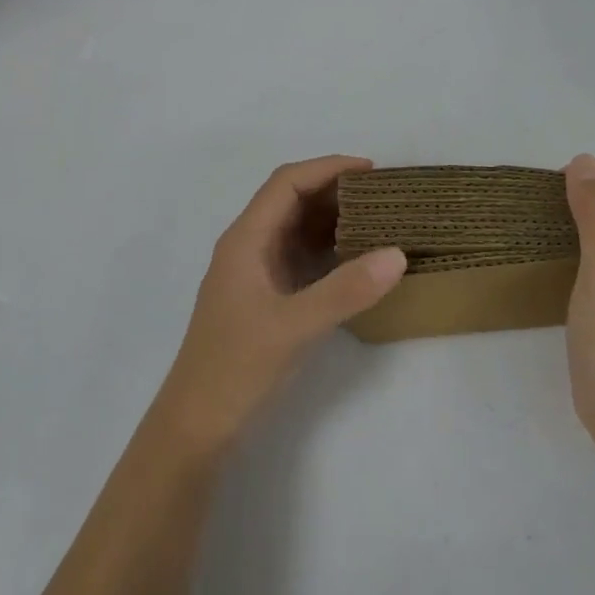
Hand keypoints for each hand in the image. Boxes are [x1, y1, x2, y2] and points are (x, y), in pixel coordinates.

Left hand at [157, 156, 406, 448]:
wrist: (197, 426)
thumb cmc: (236, 368)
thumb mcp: (294, 327)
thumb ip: (346, 290)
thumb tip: (398, 254)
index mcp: (246, 240)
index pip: (286, 182)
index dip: (327, 168)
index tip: (371, 170)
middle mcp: (249, 246)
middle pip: (292, 200)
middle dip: (335, 190)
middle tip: (384, 195)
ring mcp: (256, 272)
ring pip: (297, 228)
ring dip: (333, 219)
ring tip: (380, 219)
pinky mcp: (266, 297)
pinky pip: (301, 257)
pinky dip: (329, 248)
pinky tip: (358, 258)